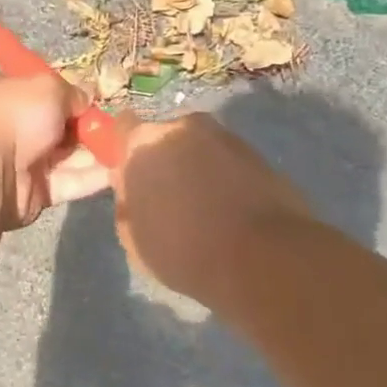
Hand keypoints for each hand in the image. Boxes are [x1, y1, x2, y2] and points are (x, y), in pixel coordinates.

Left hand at [0, 74, 113, 227]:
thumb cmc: (14, 116)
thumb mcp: (48, 87)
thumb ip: (73, 92)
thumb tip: (86, 99)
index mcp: (8, 95)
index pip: (44, 93)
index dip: (71, 97)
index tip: (97, 101)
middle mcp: (16, 127)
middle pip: (62, 126)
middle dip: (90, 127)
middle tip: (121, 127)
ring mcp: (26, 161)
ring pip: (71, 156)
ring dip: (99, 152)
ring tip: (133, 150)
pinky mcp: (38, 192)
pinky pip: (72, 182)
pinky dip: (95, 177)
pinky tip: (122, 171)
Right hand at [112, 112, 313, 302]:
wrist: (263, 260)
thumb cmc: (183, 251)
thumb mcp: (132, 236)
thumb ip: (128, 202)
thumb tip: (133, 189)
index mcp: (144, 143)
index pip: (123, 127)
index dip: (125, 150)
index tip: (130, 176)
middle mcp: (184, 128)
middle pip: (164, 138)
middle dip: (164, 161)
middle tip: (167, 198)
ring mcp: (226, 137)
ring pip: (199, 149)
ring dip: (197, 169)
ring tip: (203, 210)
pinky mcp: (259, 155)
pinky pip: (228, 163)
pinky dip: (226, 179)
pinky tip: (230, 212)